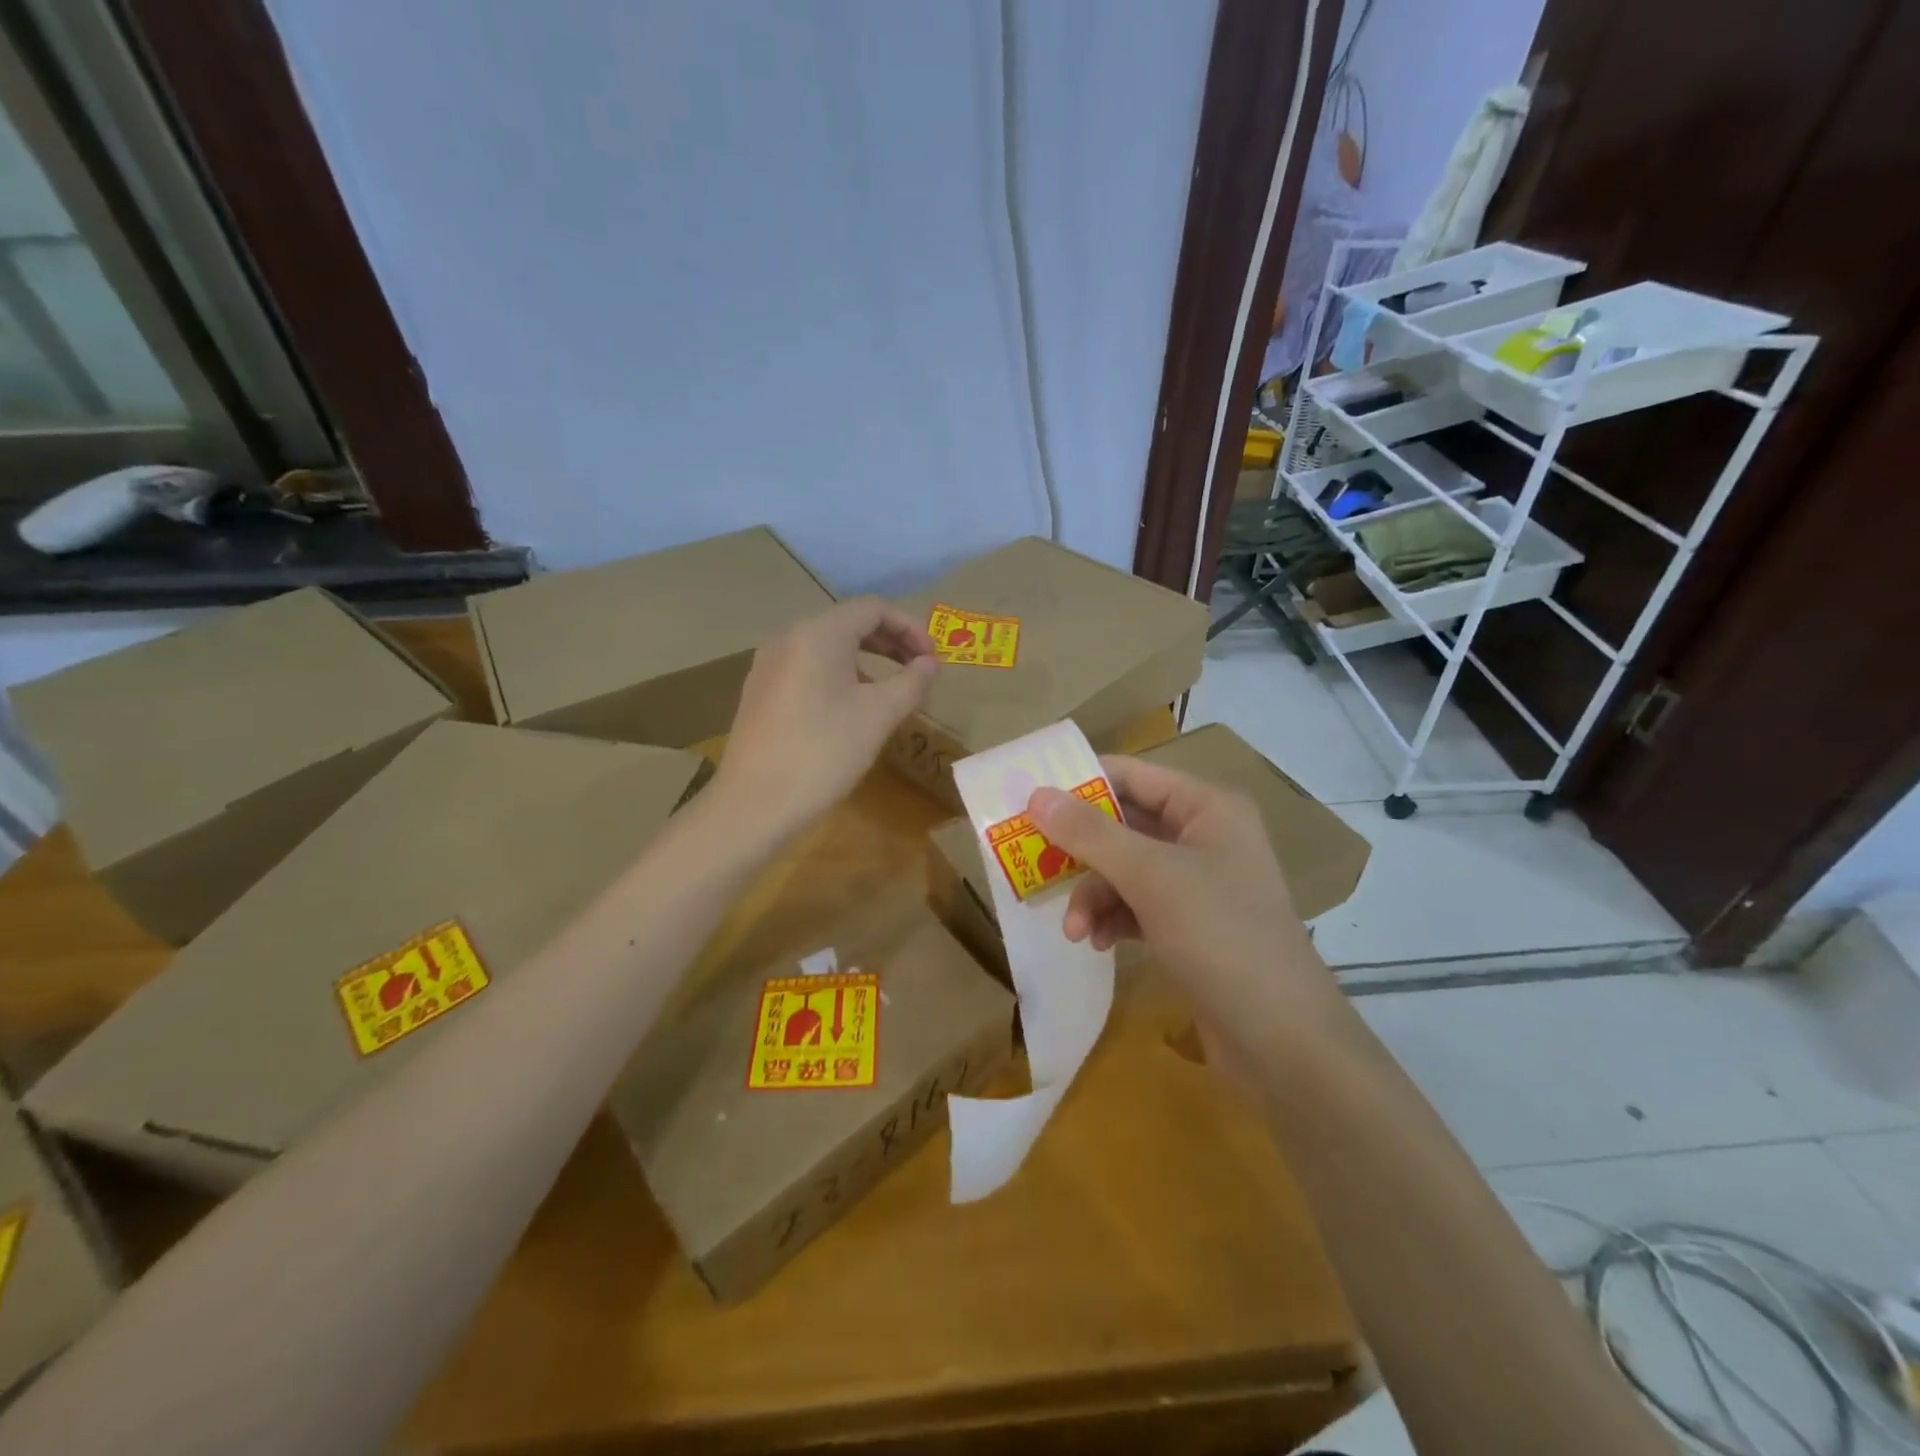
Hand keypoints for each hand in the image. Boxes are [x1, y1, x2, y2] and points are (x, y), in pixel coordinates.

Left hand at [716, 597, 938, 842]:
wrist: (756, 802)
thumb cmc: (825, 751)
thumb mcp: (879, 715)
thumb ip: (912, 681)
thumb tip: (931, 663)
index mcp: (818, 632)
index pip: (873, 608)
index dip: (910, 628)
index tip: (933, 659)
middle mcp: (789, 636)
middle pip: (848, 623)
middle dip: (890, 643)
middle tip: (919, 671)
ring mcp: (768, 663)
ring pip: (827, 647)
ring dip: (866, 661)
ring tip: (890, 692)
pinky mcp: (760, 690)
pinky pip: (808, 667)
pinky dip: (838, 675)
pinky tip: (851, 709)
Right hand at [1026, 756, 1345, 1059]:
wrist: (1281, 1041)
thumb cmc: (1220, 937)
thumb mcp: (1151, 878)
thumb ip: (1091, 834)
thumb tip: (1036, 795)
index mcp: (1207, 808)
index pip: (1132, 775)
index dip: (1081, 783)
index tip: (1029, 797)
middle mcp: (1204, 837)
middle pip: (1124, 825)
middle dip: (1082, 851)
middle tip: (1033, 862)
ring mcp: (1199, 885)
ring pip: (1126, 870)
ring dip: (1094, 895)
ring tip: (1074, 929)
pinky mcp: (1191, 927)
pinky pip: (1137, 906)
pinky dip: (1113, 919)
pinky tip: (1097, 944)